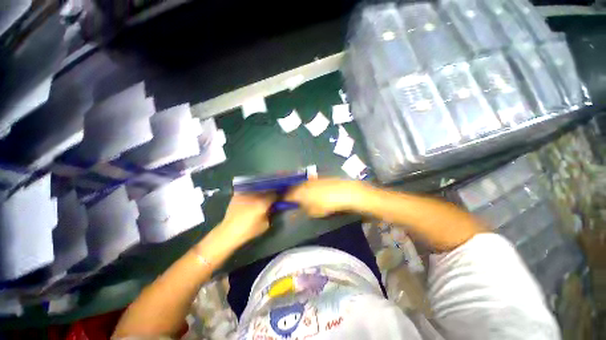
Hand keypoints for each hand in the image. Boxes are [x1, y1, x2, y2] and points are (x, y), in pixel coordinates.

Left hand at [215, 194, 275, 247]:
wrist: (229, 232)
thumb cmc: (249, 230)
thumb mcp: (266, 224)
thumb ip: (271, 213)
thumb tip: (273, 206)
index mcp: (263, 202)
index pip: (274, 194)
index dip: (278, 195)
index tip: (280, 197)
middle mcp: (254, 195)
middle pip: (266, 189)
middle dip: (270, 191)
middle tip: (272, 195)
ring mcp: (245, 193)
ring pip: (257, 188)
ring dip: (262, 190)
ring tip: (262, 195)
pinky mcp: (238, 194)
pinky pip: (248, 190)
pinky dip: (252, 192)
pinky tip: (252, 196)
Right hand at [285, 178, 364, 217]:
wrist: (344, 192)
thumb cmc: (327, 204)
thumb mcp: (313, 212)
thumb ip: (303, 210)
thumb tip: (297, 209)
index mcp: (299, 192)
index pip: (287, 195)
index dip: (284, 199)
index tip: (283, 203)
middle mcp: (303, 183)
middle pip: (293, 188)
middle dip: (291, 193)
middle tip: (292, 199)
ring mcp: (312, 179)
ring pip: (301, 184)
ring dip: (299, 189)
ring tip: (301, 196)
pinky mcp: (319, 177)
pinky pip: (310, 182)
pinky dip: (308, 186)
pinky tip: (312, 191)